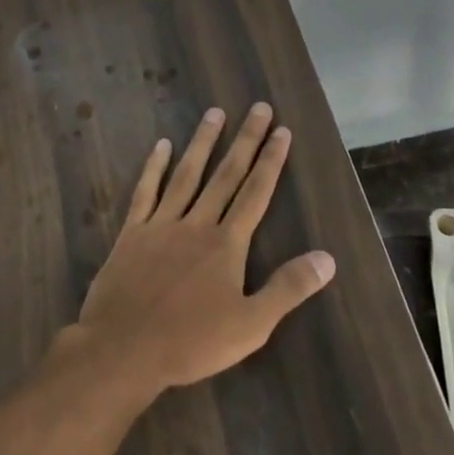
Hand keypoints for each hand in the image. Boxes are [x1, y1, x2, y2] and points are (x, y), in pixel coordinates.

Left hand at [70, 104, 335, 397]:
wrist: (126, 346)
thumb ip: (288, 288)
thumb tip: (328, 258)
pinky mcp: (133, 230)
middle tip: (258, 108)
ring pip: (187, 173)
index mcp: (227, 244)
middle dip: (245, 140)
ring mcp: (162, 223)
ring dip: (203, 142)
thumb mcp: (251, 325)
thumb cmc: (192, 342)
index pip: (255, 193)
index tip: (281, 131)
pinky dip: (154, 166)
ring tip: (215, 112)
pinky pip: (146, 190)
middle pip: (225, 174)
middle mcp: (197, 222)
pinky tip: (161, 144)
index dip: (270, 161)